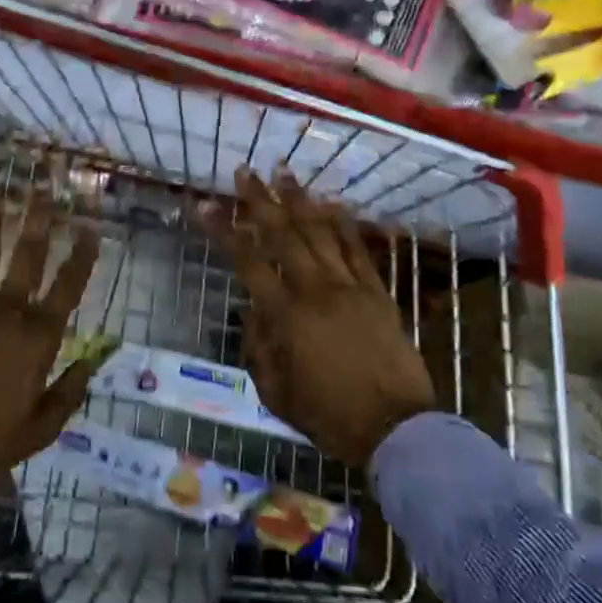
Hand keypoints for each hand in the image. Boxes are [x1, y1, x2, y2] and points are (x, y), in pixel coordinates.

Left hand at [0, 195, 100, 489]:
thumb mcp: (42, 427)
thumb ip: (69, 392)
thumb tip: (91, 362)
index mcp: (40, 335)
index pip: (69, 286)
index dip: (82, 256)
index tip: (90, 229)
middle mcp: (11, 309)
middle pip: (29, 256)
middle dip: (39, 221)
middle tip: (44, 193)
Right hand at [202, 169, 435, 467]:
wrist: (396, 430)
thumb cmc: (330, 417)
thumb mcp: (276, 393)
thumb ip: (259, 348)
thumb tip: (254, 311)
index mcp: (286, 317)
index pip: (248, 262)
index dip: (225, 231)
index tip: (205, 205)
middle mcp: (316, 291)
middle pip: (283, 235)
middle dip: (260, 201)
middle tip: (244, 172)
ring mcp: (350, 288)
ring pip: (321, 233)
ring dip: (300, 200)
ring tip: (283, 172)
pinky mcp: (378, 293)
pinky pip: (358, 250)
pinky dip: (344, 224)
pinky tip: (333, 201)